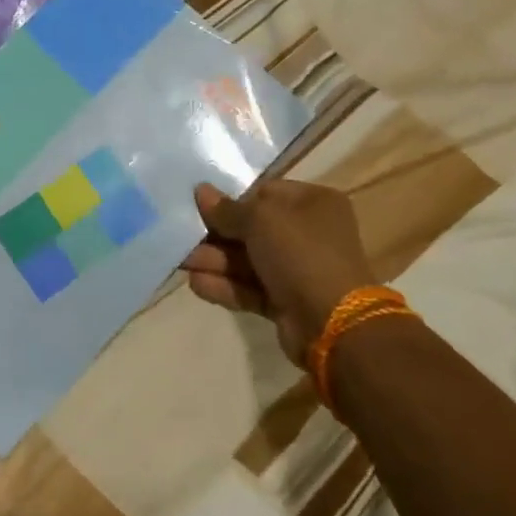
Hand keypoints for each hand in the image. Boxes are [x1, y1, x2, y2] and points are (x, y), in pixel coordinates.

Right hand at [181, 180, 372, 364]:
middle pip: (253, 229)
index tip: (199, 206)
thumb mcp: (261, 220)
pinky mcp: (288, 302)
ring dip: (215, 261)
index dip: (232, 199)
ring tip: (181, 262)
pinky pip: (251, 288)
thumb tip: (202, 191)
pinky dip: (226, 286)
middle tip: (181, 235)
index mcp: (313, 203)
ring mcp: (299, 270)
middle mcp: (309, 233)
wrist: (334, 324)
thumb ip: (228, 209)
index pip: (265, 193)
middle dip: (216, 234)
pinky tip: (197, 284)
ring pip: (248, 260)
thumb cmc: (301, 254)